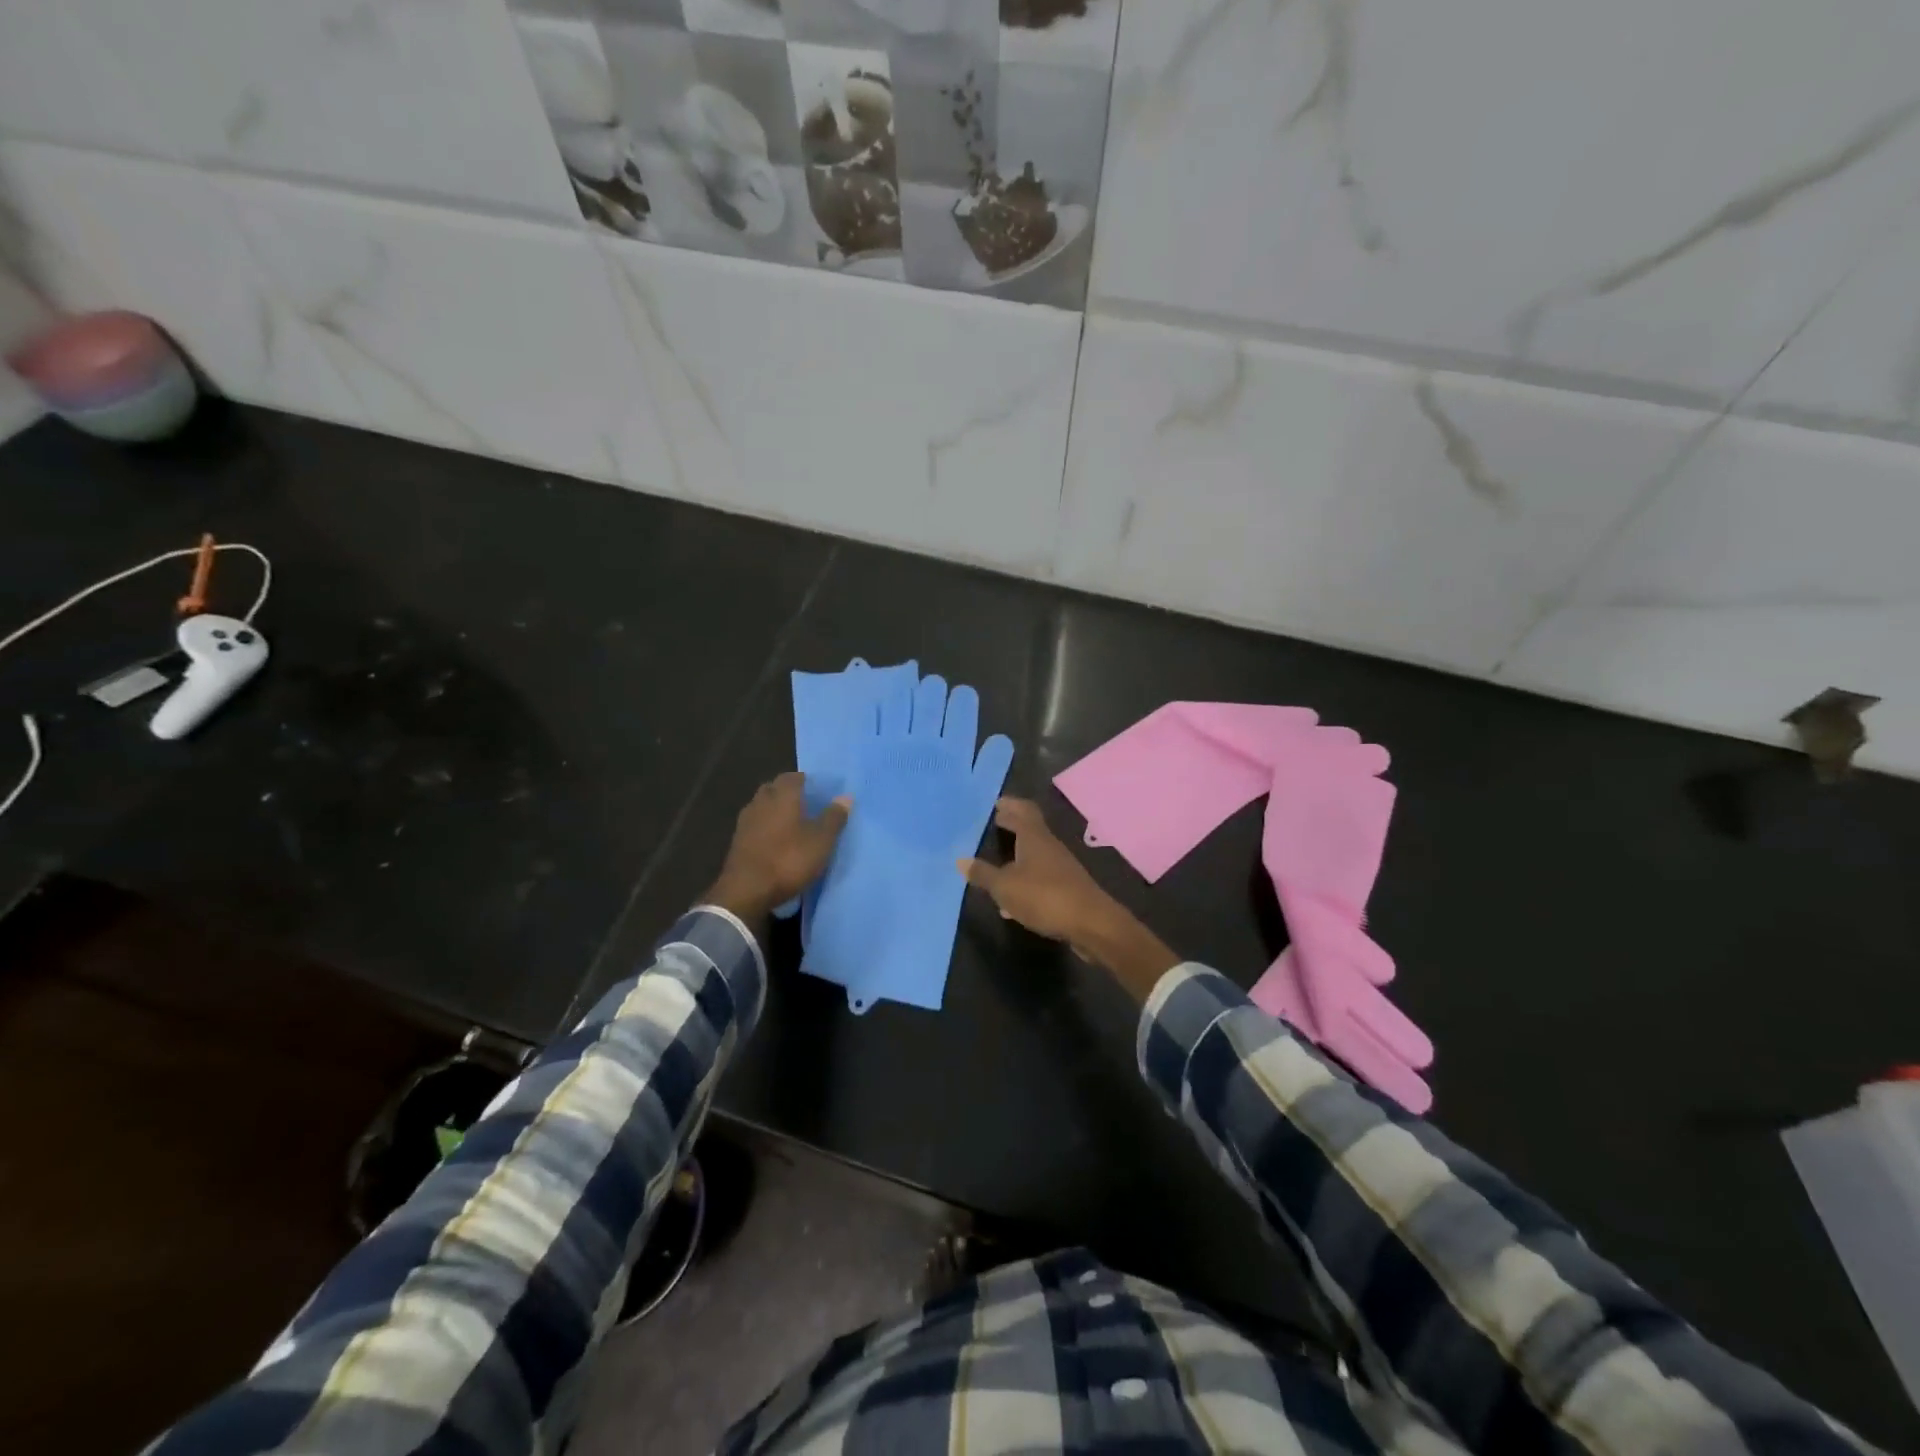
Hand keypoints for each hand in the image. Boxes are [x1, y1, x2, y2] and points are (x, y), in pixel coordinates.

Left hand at [704, 773, 850, 921]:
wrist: (746, 891)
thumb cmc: (788, 860)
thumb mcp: (821, 841)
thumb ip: (834, 817)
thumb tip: (845, 796)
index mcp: (782, 796)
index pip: (792, 777)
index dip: (806, 781)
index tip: (818, 790)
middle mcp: (761, 802)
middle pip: (774, 789)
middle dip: (788, 793)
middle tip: (806, 805)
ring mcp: (745, 822)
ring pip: (762, 806)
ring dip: (774, 810)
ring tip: (792, 824)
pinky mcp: (737, 842)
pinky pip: (754, 825)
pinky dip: (765, 827)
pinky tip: (775, 841)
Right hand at [959, 798, 1178, 999]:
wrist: (1092, 924)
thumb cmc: (1045, 897)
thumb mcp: (1005, 887)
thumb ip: (983, 873)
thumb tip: (961, 860)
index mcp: (1034, 837)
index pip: (1023, 810)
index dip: (1009, 805)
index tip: (995, 803)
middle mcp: (1049, 846)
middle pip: (1030, 830)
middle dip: (1012, 827)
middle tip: (994, 826)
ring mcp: (1061, 868)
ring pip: (1034, 856)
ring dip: (1017, 856)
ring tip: (997, 863)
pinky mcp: (1066, 889)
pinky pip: (1040, 879)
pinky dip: (1024, 881)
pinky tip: (1012, 901)